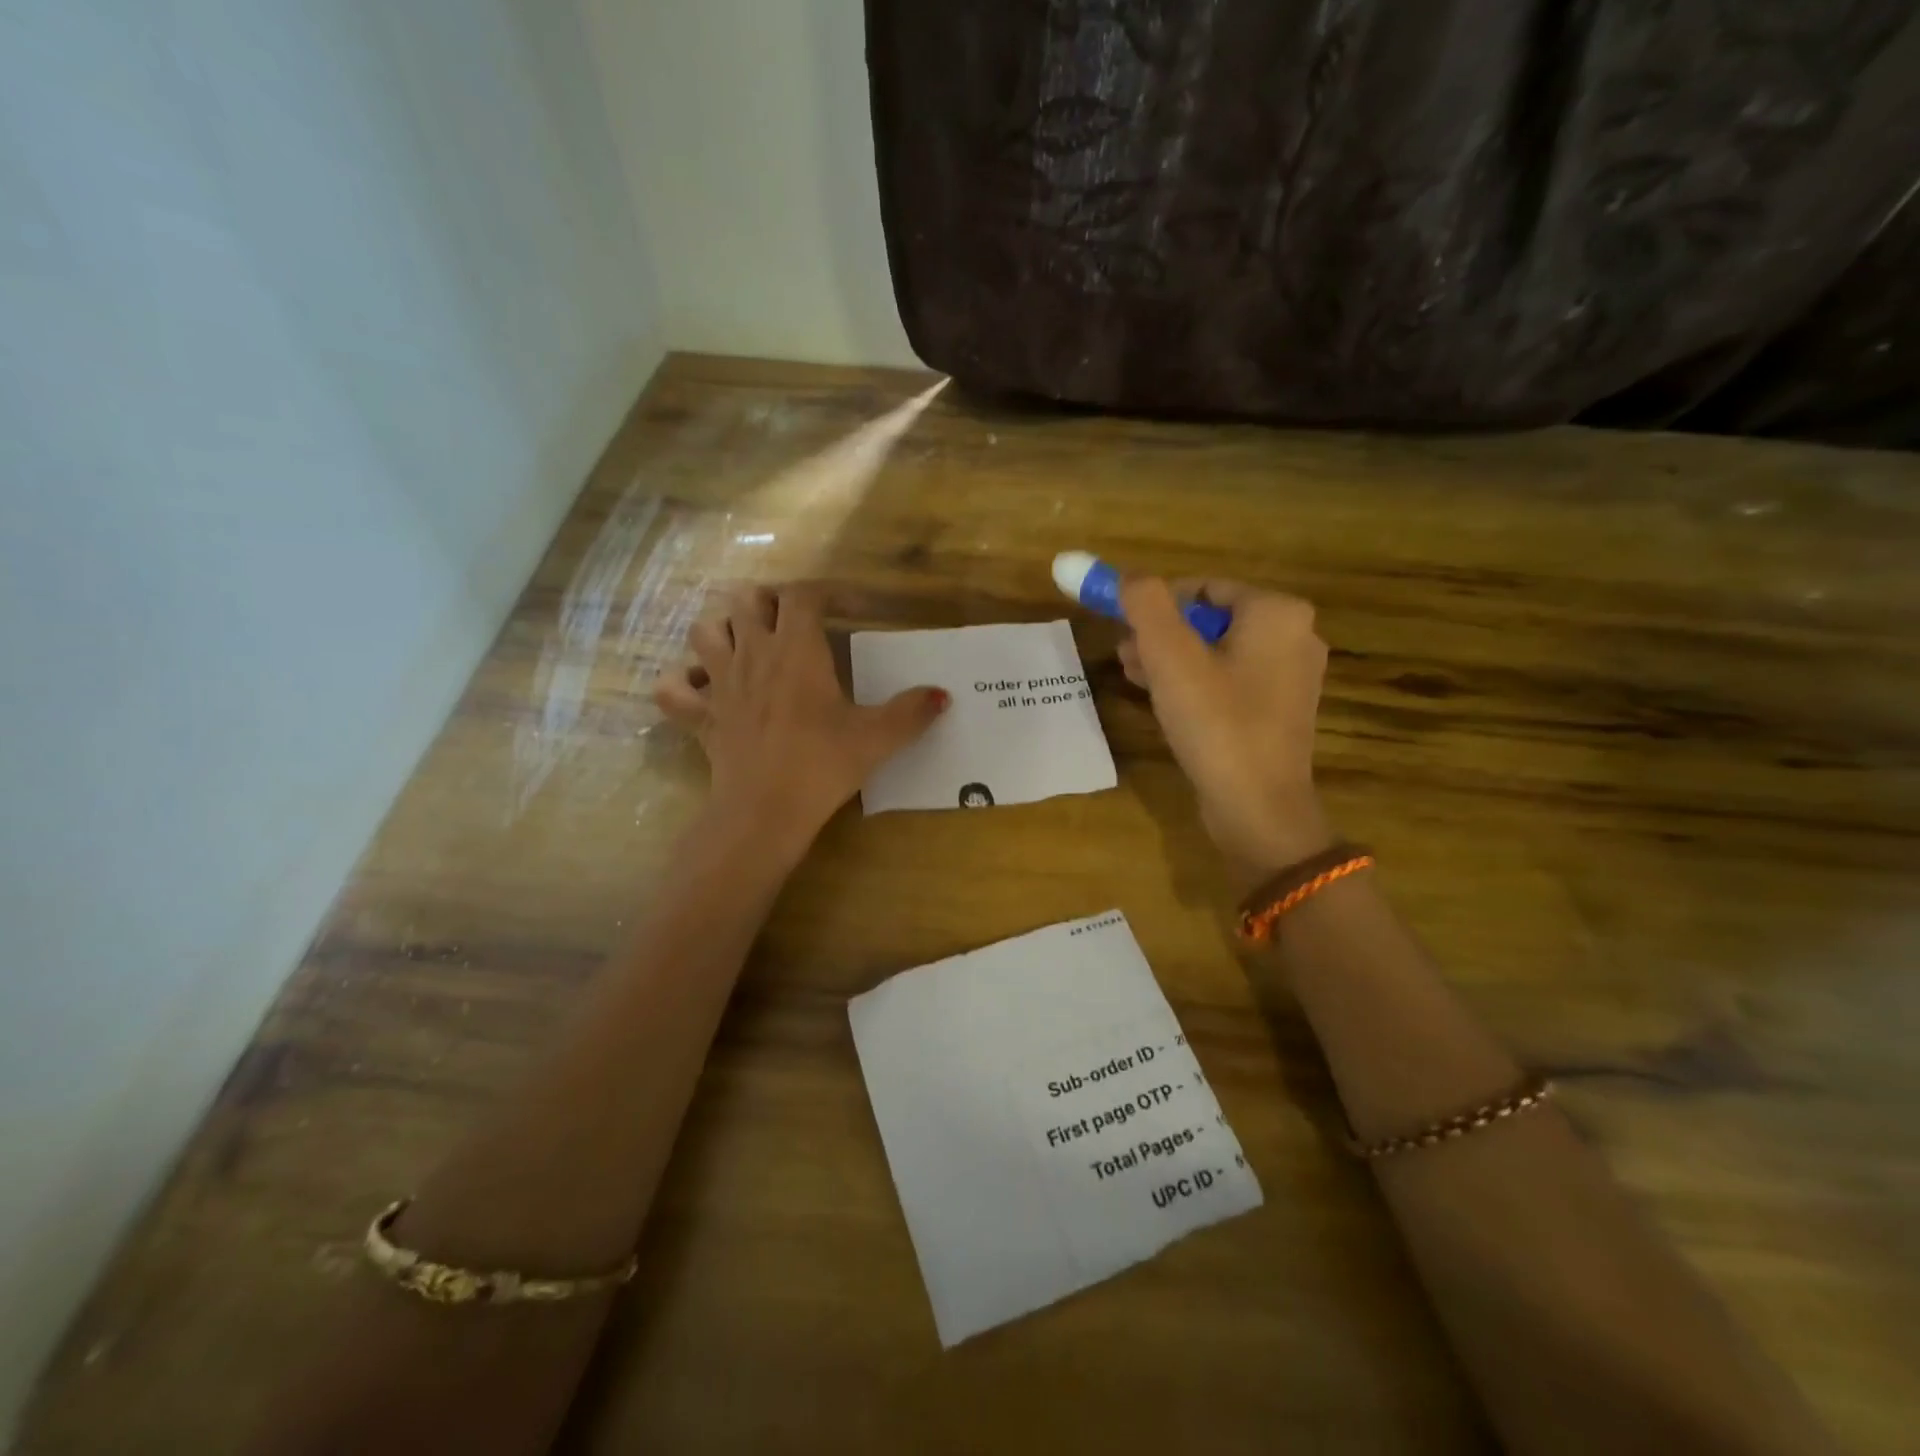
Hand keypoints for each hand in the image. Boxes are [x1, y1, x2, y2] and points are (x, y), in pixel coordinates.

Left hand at [654, 586, 947, 851]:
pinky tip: (700, 688)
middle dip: (771, 601)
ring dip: (723, 627)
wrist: (764, 810)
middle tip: (796, 623)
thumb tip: (943, 696)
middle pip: (747, 599)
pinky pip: (672, 688)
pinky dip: (681, 681)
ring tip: (747, 642)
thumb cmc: (822, 765)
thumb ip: (911, 712)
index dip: (828, 592)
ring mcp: (719, 682)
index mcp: (796, 648)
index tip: (852, 610)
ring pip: (704, 630)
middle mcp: (752, 653)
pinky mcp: (700, 716)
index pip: (803, 594)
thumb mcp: (876, 738)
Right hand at [1118, 578, 1332, 880]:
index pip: (1204, 587)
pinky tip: (1161, 699)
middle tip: (1124, 653)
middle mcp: (1294, 637)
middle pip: (1211, 619)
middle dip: (1162, 632)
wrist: (1257, 808)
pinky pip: (1229, 681)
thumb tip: (1126, 575)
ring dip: (1172, 659)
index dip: (1157, 602)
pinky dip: (1195, 683)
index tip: (1123, 626)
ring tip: (1132, 674)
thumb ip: (1145, 605)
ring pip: (1217, 652)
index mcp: (1277, 613)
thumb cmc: (1216, 723)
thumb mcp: (1171, 656)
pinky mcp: (1278, 712)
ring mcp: (1290, 678)